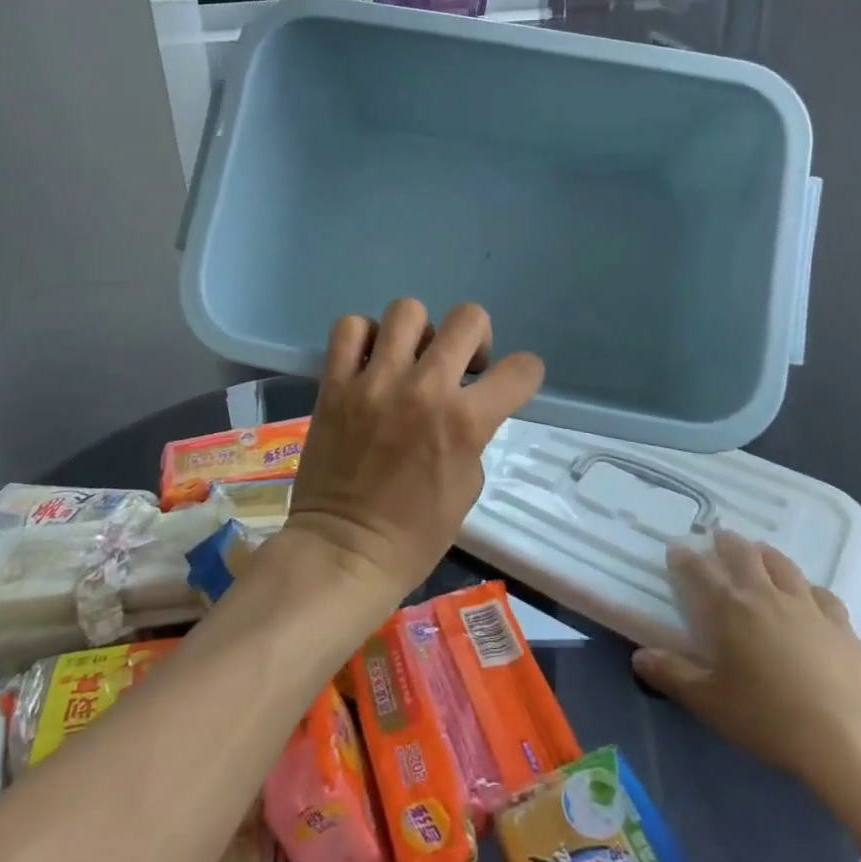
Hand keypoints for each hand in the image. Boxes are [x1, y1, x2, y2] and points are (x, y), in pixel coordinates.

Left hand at [283, 299, 542, 603]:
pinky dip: (364, 337)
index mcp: (465, 421)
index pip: (521, 369)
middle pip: (467, 318)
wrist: (346, 551)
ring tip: (408, 360)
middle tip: (459, 365)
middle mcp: (425, 389)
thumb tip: (466, 404)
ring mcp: (375, 381)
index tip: (510, 382)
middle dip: (475, 337)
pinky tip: (369, 362)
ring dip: (418, 333)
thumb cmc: (417, 533)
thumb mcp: (469, 484)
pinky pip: (350, 328)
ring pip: (408, 310)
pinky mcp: (335, 384)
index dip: (524, 373)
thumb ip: (474, 432)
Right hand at [632, 531, 860, 790]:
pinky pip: (821, 592)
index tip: (676, 550)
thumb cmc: (769, 718)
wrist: (848, 739)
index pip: (698, 569)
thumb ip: (673, 675)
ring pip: (781, 564)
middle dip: (726, 542)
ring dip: (765, 554)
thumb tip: (640, 656)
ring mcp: (805, 605)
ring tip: (758, 553)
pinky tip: (807, 594)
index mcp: (728, 607)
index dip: (684, 557)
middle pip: (742, 553)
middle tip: (718, 538)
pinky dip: (807, 587)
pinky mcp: (840, 623)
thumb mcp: (711, 702)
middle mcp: (764, 594)